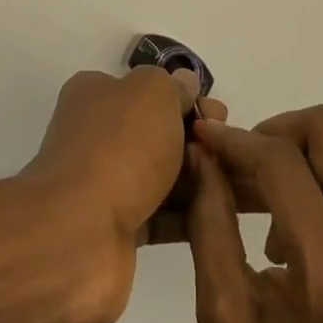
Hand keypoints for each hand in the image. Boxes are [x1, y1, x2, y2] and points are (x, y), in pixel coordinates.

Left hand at [22, 68, 227, 320]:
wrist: (78, 235)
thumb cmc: (118, 148)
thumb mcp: (152, 93)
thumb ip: (173, 87)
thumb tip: (185, 86)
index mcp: (96, 95)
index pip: (149, 91)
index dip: (187, 99)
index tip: (219, 115)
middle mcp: (98, 136)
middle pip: (160, 133)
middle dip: (200, 140)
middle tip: (235, 151)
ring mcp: (107, 185)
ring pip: (165, 175)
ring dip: (203, 178)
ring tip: (245, 185)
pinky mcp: (119, 229)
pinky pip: (164, 215)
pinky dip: (193, 213)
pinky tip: (225, 214)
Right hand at [187, 108, 322, 322]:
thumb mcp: (226, 315)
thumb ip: (210, 222)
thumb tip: (203, 152)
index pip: (282, 163)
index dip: (240, 139)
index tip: (210, 135)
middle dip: (280, 130)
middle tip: (250, 162)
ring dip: (308, 167)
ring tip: (282, 218)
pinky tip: (319, 242)